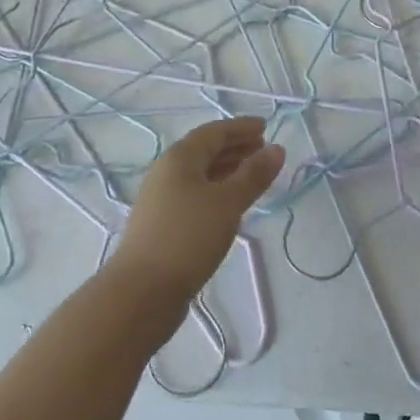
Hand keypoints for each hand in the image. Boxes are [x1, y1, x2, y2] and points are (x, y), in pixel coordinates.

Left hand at [112, 117, 285, 307]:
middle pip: (205, 150)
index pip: (214, 132)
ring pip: (200, 174)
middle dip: (235, 147)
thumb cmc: (188, 237)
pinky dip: (217, 191)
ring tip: (253, 175)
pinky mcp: (163, 224)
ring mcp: (162, 199)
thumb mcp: (227, 202)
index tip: (266, 127)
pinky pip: (196, 195)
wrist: (142, 291)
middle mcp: (167, 172)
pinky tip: (231, 206)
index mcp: (179, 157)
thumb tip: (276, 149)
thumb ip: (253, 175)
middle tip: (263, 149)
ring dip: (228, 169)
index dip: (241, 127)